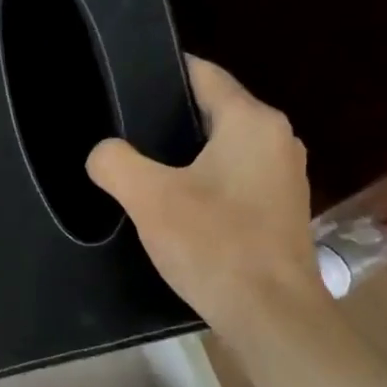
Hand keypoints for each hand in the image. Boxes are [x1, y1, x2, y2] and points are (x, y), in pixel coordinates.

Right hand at [86, 56, 329, 346]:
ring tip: (142, 168)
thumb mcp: (149, 198)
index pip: (203, 74)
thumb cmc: (214, 245)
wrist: (270, 313)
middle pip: (213, 110)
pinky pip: (234, 177)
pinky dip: (205, 180)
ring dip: (185, 154)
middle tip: (123, 132)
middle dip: (168, 118)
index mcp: (252, 121)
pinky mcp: (280, 208)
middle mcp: (277, 138)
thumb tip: (102, 153)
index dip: (163, 72)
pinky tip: (176, 204)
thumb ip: (115, 163)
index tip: (126, 82)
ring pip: (223, 147)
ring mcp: (283, 175)